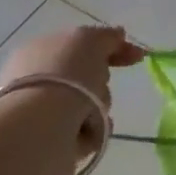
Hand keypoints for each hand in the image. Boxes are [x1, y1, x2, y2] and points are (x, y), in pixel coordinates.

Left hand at [0, 25, 145, 159]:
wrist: (39, 124)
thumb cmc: (64, 74)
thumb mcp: (90, 41)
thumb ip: (107, 37)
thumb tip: (118, 34)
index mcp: (40, 50)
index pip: (80, 46)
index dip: (111, 48)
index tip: (138, 57)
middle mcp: (37, 80)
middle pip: (86, 77)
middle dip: (101, 82)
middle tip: (100, 85)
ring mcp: (41, 111)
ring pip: (89, 104)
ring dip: (99, 106)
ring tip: (92, 112)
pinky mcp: (50, 140)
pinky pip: (86, 130)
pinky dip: (94, 129)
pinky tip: (92, 129)